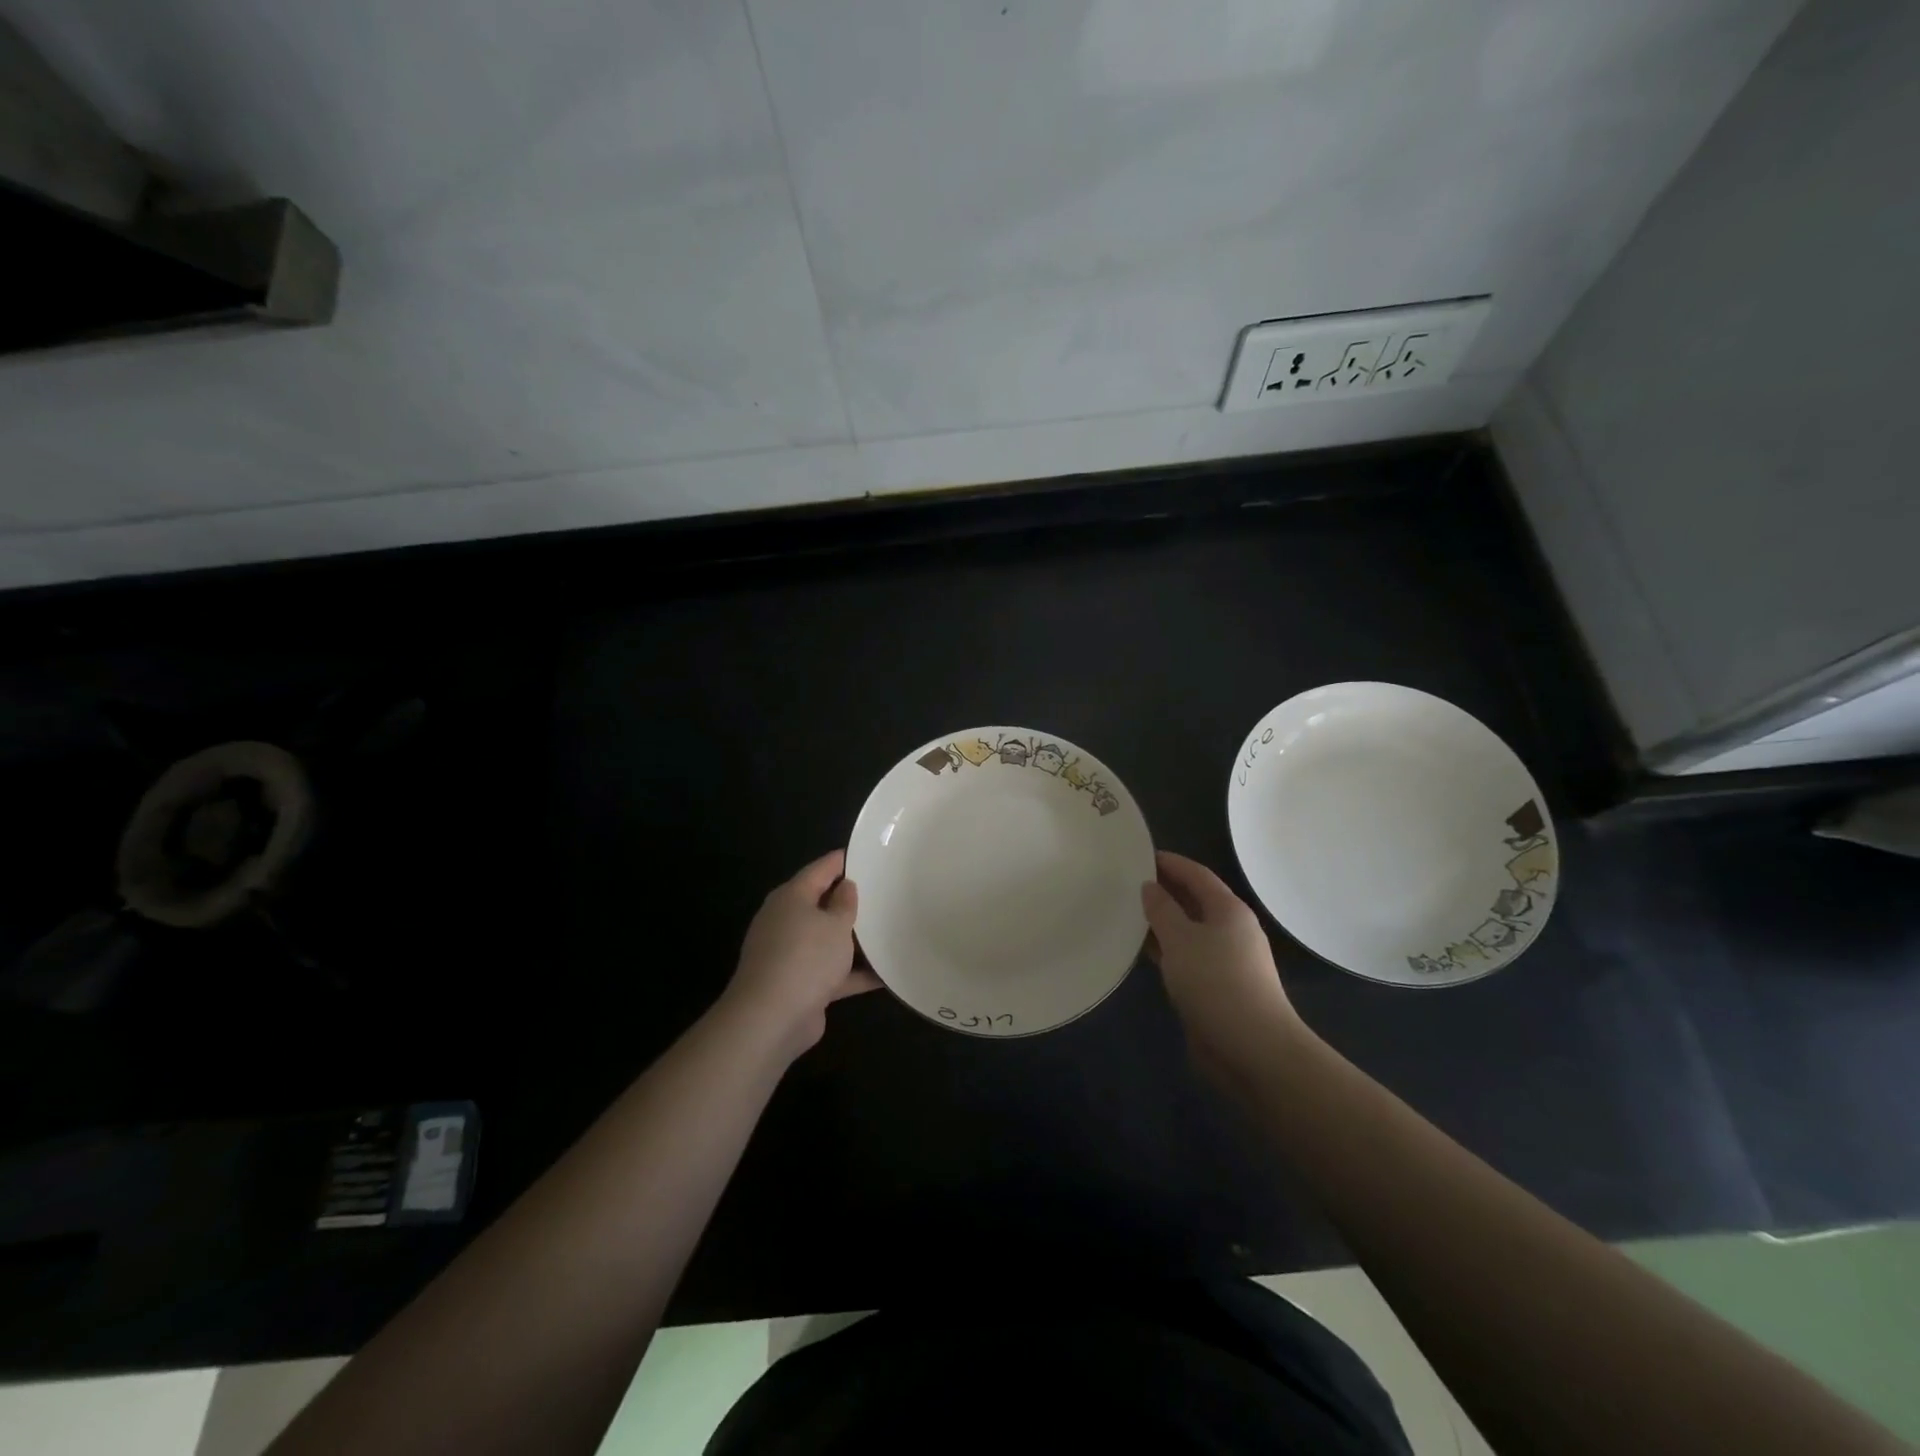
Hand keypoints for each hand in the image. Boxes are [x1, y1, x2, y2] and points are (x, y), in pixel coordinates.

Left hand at [723, 850, 880, 1058]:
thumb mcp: (835, 924)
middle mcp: (786, 921)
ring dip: (853, 940)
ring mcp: (791, 955)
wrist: (771, 1019)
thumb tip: (846, 886)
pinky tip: (885, 976)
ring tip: (888, 931)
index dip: (843, 860)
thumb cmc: (806, 958)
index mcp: (791, 897)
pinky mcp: (800, 985)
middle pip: (822, 904)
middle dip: (850, 901)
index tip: (868, 854)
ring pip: (827, 940)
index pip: (820, 869)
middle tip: (884, 892)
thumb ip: (845, 903)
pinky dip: (854, 973)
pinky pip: (832, 972)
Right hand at [1142, 851, 1307, 1083]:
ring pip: (1187, 930)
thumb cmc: (1216, 982)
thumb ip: (1162, 909)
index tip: (1140, 854)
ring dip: (1161, 922)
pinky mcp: (1215, 987)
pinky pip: (1185, 956)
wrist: (1252, 1048)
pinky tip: (1141, 950)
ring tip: (1126, 912)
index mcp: (1228, 910)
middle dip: (1163, 890)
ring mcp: (1224, 960)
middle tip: (1126, 882)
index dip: (1170, 862)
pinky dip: (1165, 949)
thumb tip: (1150, 886)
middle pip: (1194, 900)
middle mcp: (1230, 930)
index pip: (1197, 874)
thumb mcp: (1181, 939)